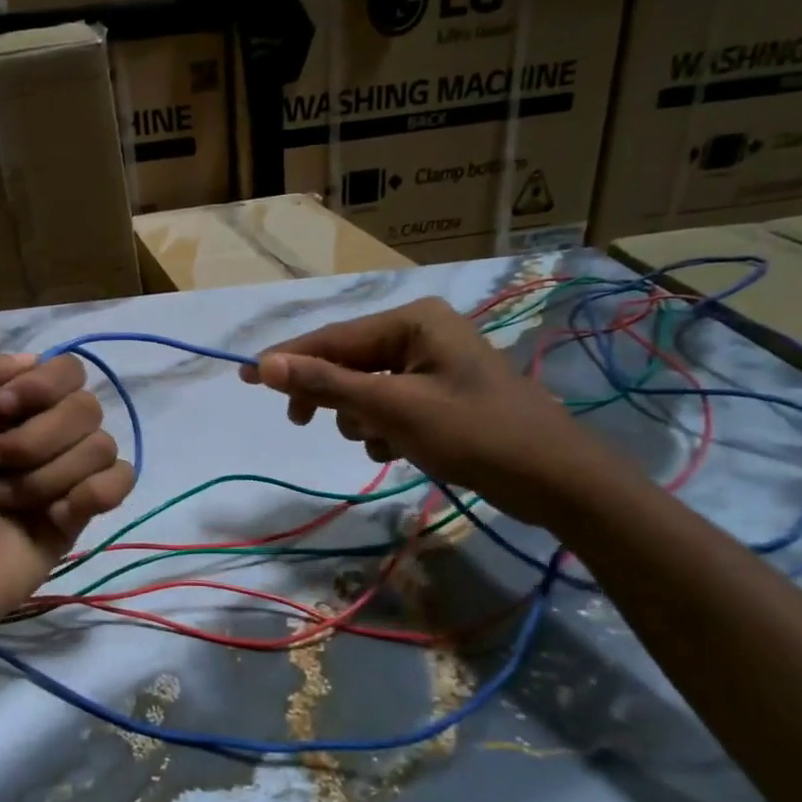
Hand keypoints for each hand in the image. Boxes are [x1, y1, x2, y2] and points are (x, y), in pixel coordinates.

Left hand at [0, 352, 134, 651]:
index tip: (1, 410)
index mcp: (7, 405)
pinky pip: (120, 480)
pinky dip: (93, 494)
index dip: (40, 386)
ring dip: (49, 476)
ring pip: (101, 445)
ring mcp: (65, 472)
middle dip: (37, 439)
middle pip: (86, 405)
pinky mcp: (82, 511)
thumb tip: (33, 360)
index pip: (62, 368)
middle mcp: (41, 431)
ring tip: (9, 502)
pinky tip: (58, 516)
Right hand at [241, 297, 603, 524]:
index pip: (333, 338)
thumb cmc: (475, 435)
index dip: (287, 359)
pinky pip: (389, 405)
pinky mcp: (441, 394)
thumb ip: (327, 384)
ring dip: (361, 418)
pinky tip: (398, 449)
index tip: (245, 377)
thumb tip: (264, 365)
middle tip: (302, 425)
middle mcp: (421, 333)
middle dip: (332, 396)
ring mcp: (433, 364)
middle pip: (348, 361)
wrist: (556, 480)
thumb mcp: (393, 409)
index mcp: (413, 321)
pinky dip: (384, 428)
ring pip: (365, 388)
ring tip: (383, 442)